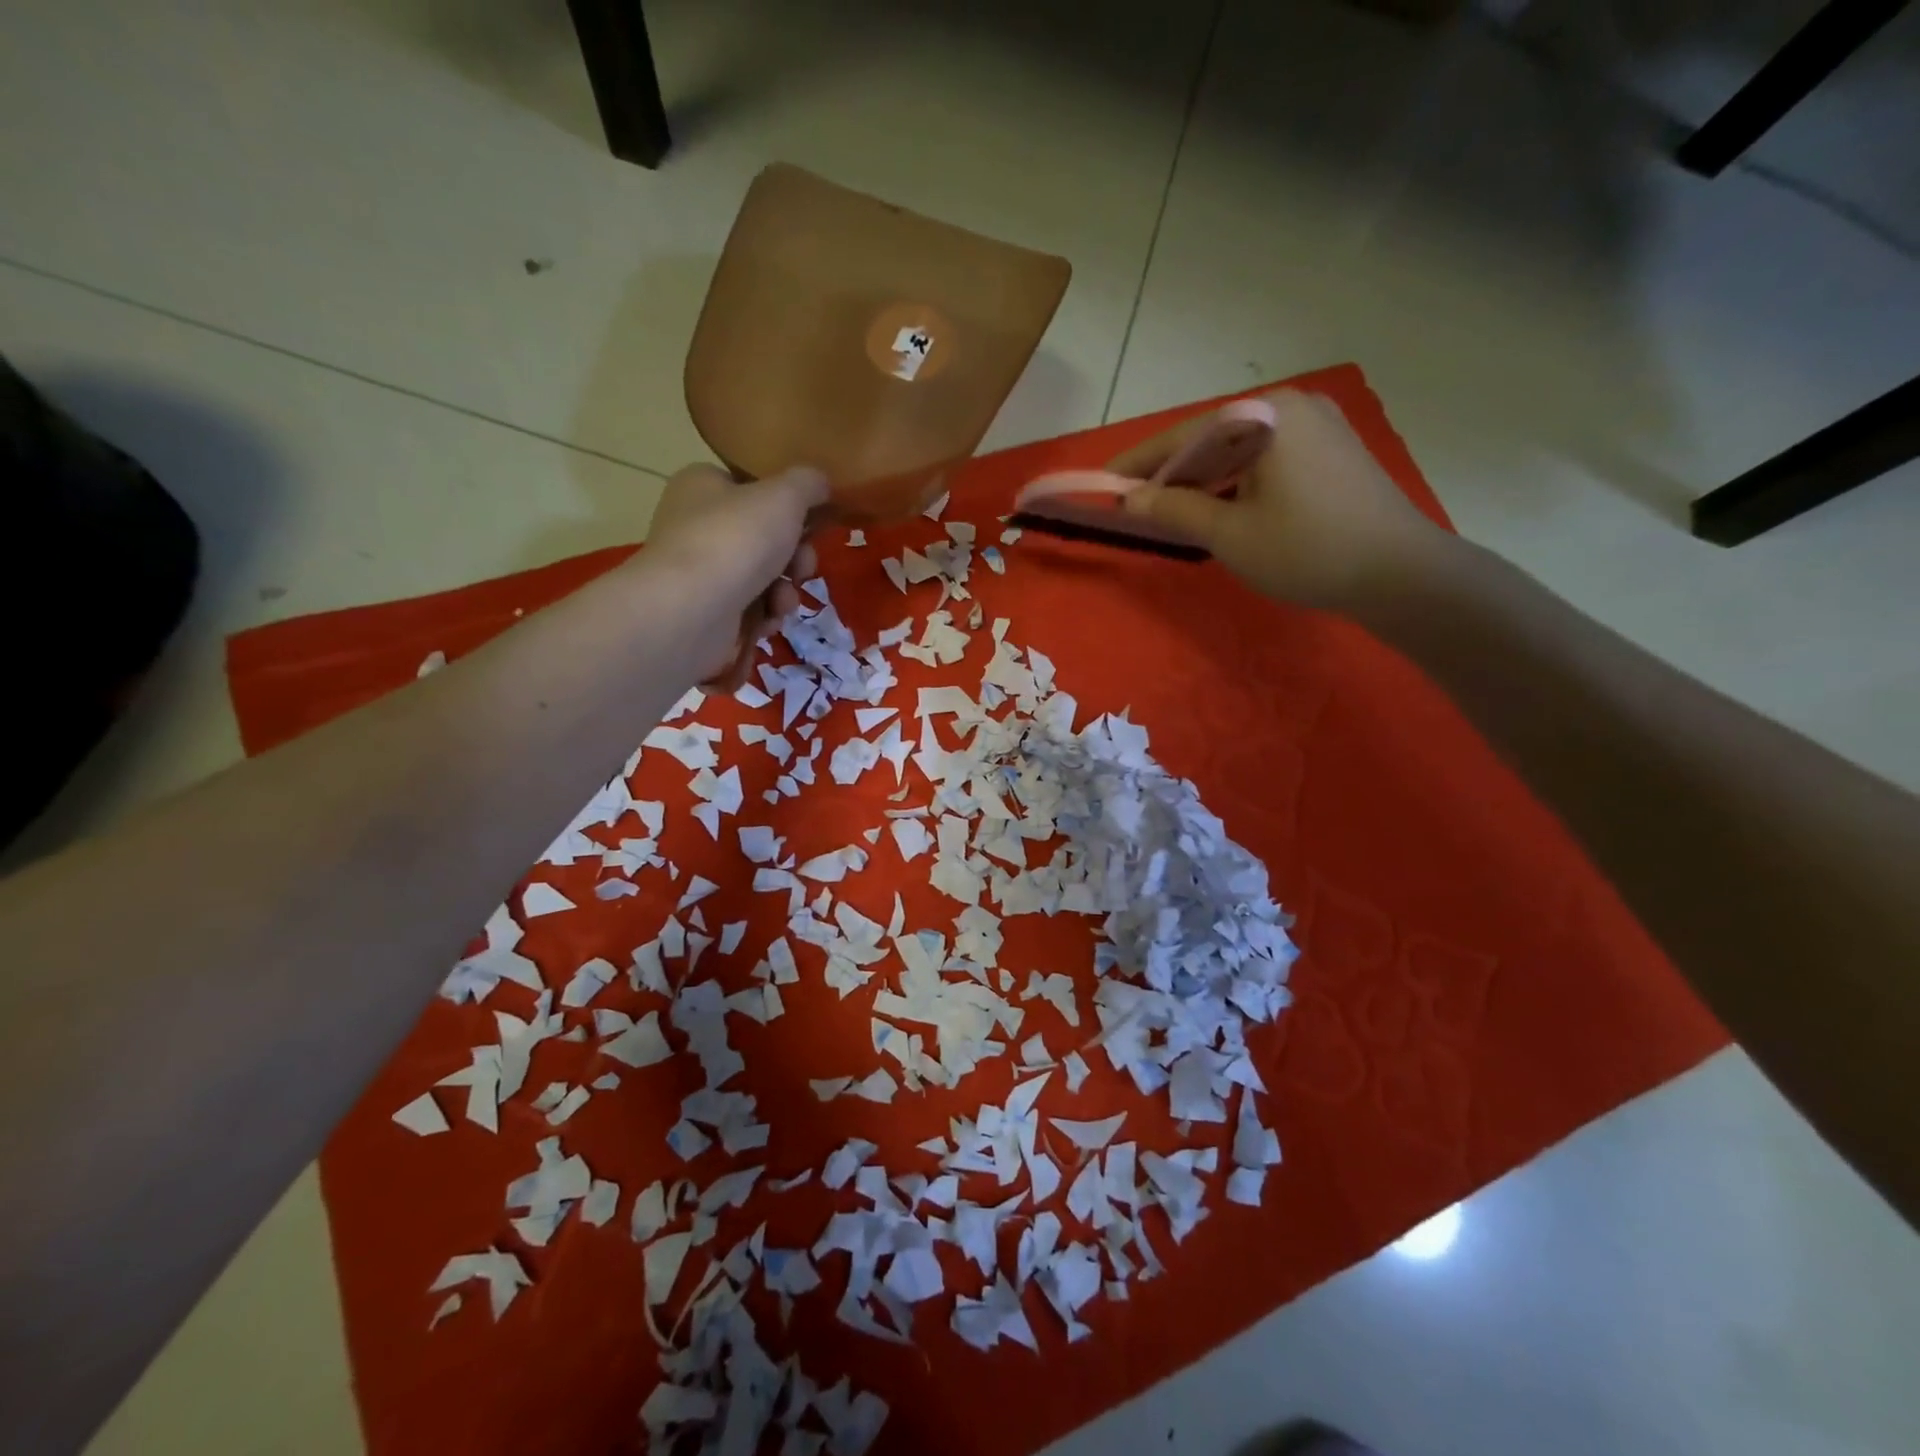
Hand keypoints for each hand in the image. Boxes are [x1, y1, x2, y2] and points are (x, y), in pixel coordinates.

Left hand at [642, 462, 828, 687]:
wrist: (691, 611)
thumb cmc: (735, 539)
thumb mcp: (784, 495)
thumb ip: (808, 483)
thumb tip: (821, 483)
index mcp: (703, 485)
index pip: (750, 488)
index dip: (785, 507)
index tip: (811, 525)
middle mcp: (695, 524)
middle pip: (764, 537)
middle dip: (794, 558)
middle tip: (802, 569)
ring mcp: (699, 571)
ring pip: (761, 577)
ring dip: (784, 591)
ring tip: (782, 602)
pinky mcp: (704, 611)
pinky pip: (748, 608)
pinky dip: (764, 615)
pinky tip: (767, 621)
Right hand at [1110, 388, 1454, 611]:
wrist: (1401, 574)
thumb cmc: (1307, 551)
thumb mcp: (1230, 534)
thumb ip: (1175, 509)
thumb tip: (1130, 498)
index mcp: (1268, 415)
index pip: (1185, 434)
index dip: (1141, 461)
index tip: (1105, 480)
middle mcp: (1293, 406)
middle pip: (1214, 437)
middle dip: (1172, 471)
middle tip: (1135, 502)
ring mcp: (1318, 426)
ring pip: (1241, 449)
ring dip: (1204, 479)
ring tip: (1170, 510)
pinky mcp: (1332, 451)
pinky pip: (1267, 458)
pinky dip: (1237, 481)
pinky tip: (1218, 507)